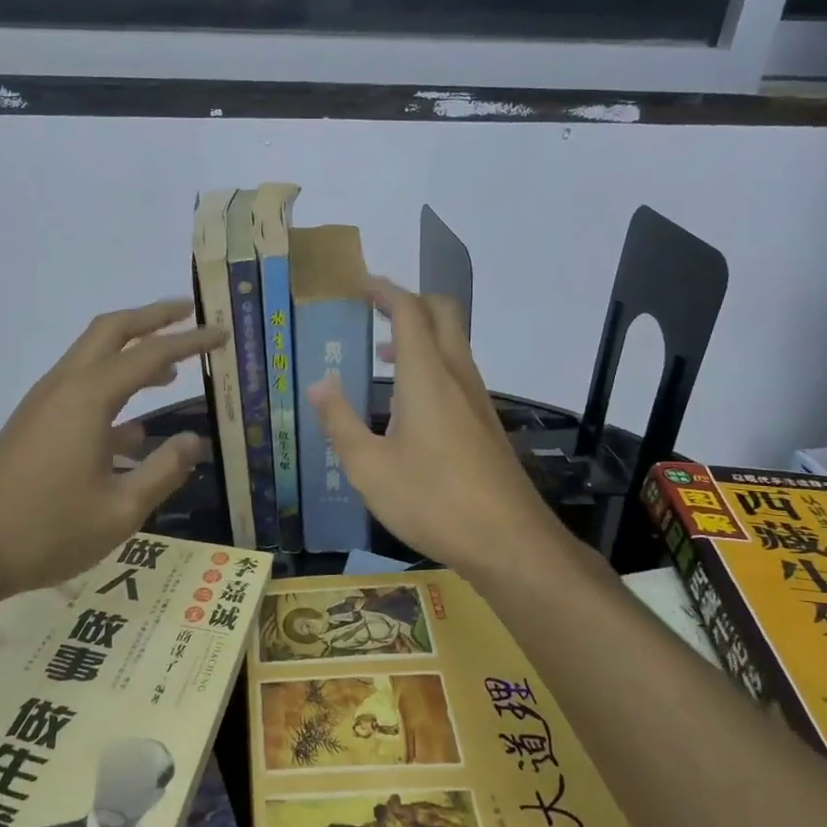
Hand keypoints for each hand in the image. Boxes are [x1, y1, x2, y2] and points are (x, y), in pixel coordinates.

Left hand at [0, 300, 219, 600]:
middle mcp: (64, 386)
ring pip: (92, 357)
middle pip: (111, 331)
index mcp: (88, 397)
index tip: (223, 333)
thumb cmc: (47, 531)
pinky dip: (112, 390)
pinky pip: (80, 389)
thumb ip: (163, 471)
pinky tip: (134, 431)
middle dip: (152, 317)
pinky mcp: (33, 424)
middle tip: (189, 314)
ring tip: (172, 368)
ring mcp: (43, 404)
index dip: (191, 340)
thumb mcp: (121, 511)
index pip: (151, 354)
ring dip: (131, 351)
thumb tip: (192, 440)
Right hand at [307, 278, 562, 580]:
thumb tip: (318, 384)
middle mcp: (457, 376)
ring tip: (380, 354)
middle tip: (373, 309)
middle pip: (442, 314)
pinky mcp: (486, 422)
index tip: (359, 284)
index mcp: (427, 377)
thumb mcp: (369, 468)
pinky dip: (431, 363)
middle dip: (409, 301)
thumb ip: (340, 422)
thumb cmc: (432, 501)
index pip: (409, 312)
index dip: (385, 291)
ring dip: (420, 334)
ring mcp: (477, 399)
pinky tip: (408, 402)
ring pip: (453, 343)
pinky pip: (458, 372)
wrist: (508, 541)